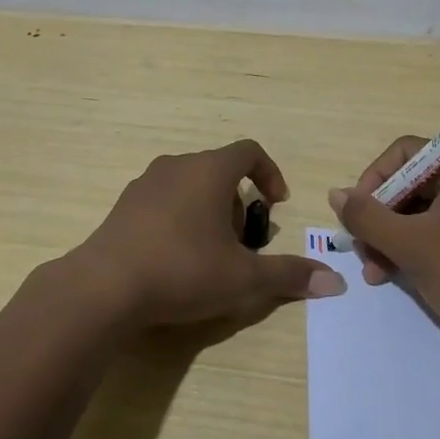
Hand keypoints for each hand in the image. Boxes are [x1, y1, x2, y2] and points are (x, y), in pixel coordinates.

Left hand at [69, 139, 344, 332]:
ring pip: (190, 186)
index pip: (249, 151)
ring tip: (211, 255)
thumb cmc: (182, 270)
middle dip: (239, 204)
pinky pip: (163, 201)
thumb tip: (335, 283)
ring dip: (209, 212)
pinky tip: (175, 260)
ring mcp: (144, 184)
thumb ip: (289, 275)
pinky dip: (180, 219)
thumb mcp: (243, 278)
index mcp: (209, 170)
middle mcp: (176, 166)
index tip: (277, 204)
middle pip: (219, 171)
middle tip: (243, 244)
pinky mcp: (123, 206)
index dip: (270, 174)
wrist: (103, 287)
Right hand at [329, 139, 439, 347]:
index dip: (373, 181)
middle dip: (382, 219)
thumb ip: (367, 216)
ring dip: (395, 237)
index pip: (405, 154)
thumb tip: (336, 194)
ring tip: (375, 272)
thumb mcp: (409, 244)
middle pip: (413, 183)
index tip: (355, 215)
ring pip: (425, 209)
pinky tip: (397, 273)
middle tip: (361, 251)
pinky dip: (418, 245)